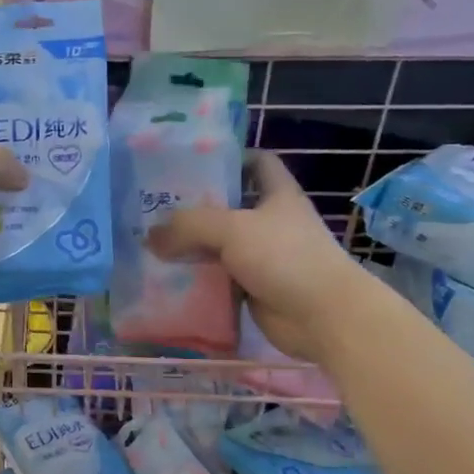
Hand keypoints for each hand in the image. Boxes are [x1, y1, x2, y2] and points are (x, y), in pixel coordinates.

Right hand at [149, 150, 369, 361]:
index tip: (191, 162)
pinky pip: (218, 277)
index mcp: (277, 195)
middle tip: (155, 206)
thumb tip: (150, 236)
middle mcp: (271, 222)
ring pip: (219, 244)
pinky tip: (167, 277)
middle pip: (229, 205)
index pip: (257, 162)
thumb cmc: (285, 257)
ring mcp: (263, 256)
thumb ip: (188, 226)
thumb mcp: (232, 229)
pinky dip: (196, 278)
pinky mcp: (253, 287)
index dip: (229, 157)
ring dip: (190, 246)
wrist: (323, 316)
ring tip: (151, 242)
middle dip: (195, 206)